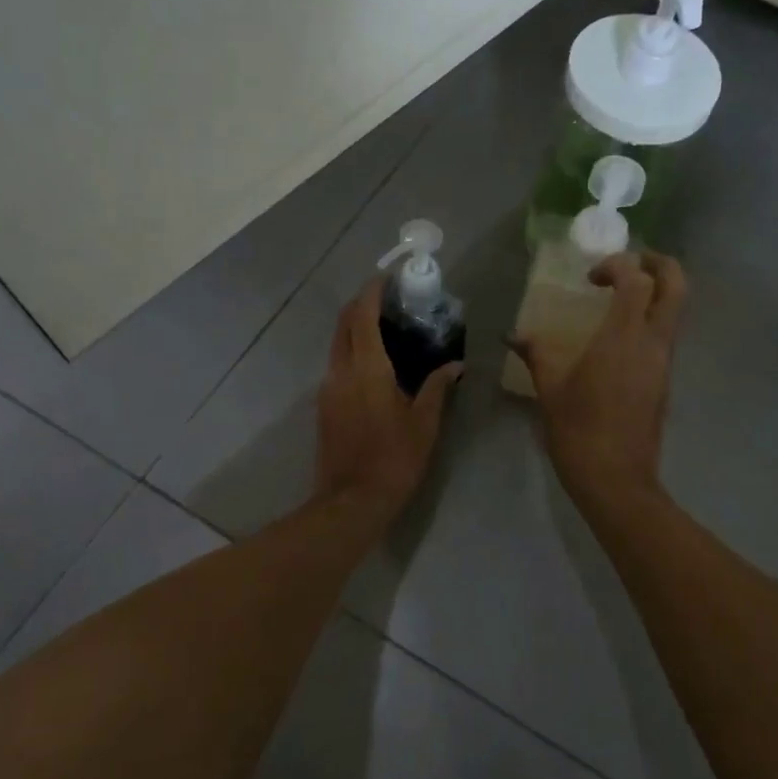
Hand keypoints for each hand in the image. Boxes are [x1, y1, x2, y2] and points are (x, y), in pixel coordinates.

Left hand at [316, 280, 462, 522]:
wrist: (352, 501)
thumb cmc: (394, 459)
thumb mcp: (425, 423)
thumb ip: (437, 387)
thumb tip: (454, 364)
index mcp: (367, 368)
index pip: (362, 315)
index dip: (372, 291)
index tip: (388, 277)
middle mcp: (341, 370)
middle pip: (343, 323)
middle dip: (361, 303)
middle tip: (388, 299)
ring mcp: (328, 388)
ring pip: (337, 344)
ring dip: (355, 327)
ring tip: (386, 328)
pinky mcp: (324, 405)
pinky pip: (337, 364)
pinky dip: (353, 350)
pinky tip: (375, 363)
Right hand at [511, 251, 684, 506]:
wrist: (616, 479)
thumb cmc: (579, 431)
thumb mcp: (550, 389)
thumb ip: (537, 354)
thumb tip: (515, 337)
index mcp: (624, 336)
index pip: (637, 279)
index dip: (618, 265)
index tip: (591, 277)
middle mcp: (653, 342)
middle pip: (676, 284)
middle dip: (657, 263)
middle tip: (627, 265)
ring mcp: (664, 362)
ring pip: (675, 310)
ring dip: (655, 292)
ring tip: (620, 299)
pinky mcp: (665, 381)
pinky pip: (666, 335)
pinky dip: (650, 320)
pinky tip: (619, 337)